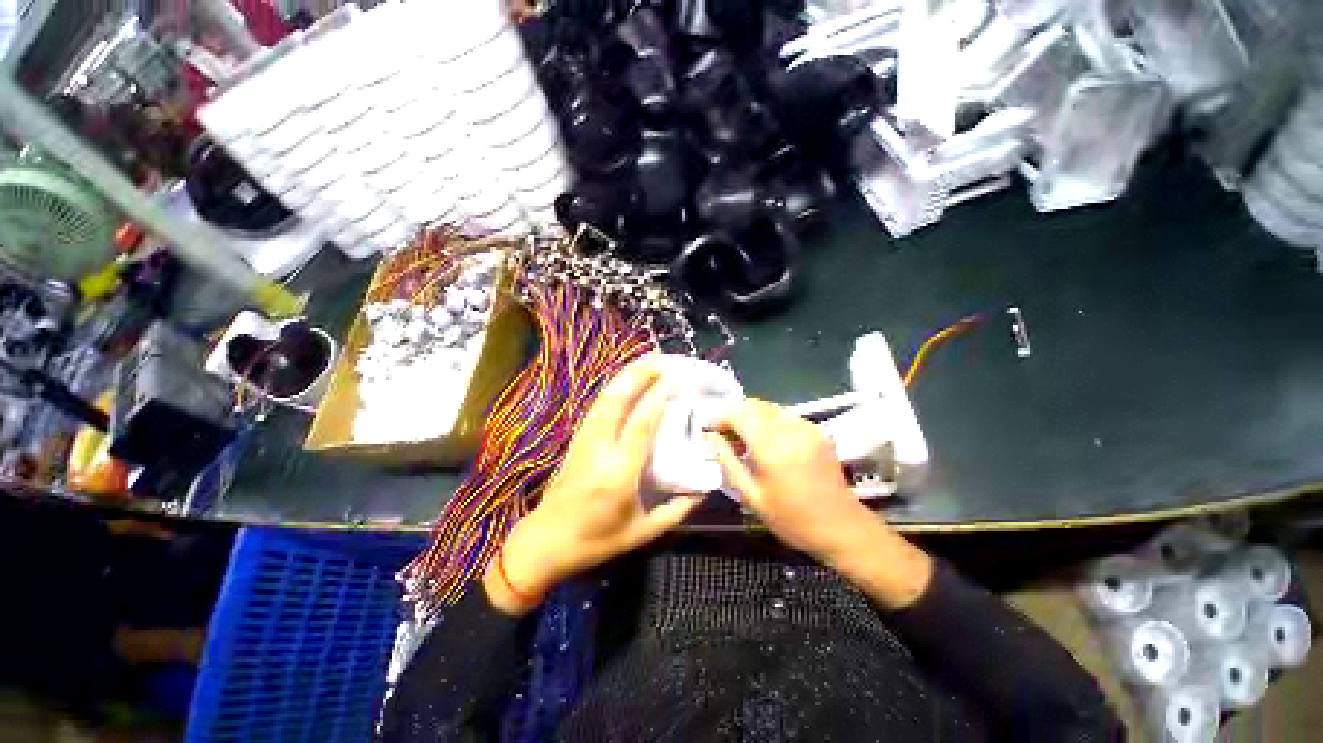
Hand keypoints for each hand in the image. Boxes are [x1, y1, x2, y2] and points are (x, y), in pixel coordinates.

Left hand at [484, 356, 704, 614]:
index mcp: (618, 474)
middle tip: (663, 361)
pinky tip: (627, 381)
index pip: (639, 426)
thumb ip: (677, 509)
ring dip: (626, 376)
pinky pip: (598, 406)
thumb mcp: (642, 532)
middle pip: (616, 401)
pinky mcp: (577, 439)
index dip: (657, 399)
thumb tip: (704, 487)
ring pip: (604, 398)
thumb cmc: (596, 541)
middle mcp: (599, 449)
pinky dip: (615, 387)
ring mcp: (584, 440)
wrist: (545, 542)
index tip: (675, 381)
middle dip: (640, 375)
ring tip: (649, 363)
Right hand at [707, 398, 869, 561]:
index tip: (710, 429)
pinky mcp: (817, 430)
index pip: (739, 415)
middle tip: (726, 437)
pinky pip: (784, 416)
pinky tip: (767, 443)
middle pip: (754, 405)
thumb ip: (728, 462)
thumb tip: (711, 437)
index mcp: (772, 448)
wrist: (842, 527)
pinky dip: (769, 422)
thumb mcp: (752, 496)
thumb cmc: (792, 519)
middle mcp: (790, 429)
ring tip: (745, 441)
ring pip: (768, 408)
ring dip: (751, 417)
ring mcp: (807, 427)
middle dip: (735, 415)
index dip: (721, 417)